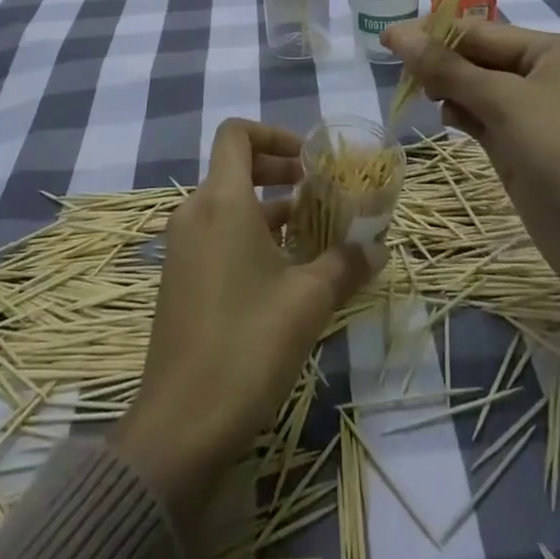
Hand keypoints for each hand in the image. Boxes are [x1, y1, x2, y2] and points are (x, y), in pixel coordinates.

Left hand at [111, 119, 372, 533]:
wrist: (181, 424)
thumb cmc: (247, 344)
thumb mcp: (308, 300)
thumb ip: (346, 263)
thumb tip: (379, 247)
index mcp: (221, 201)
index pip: (236, 134)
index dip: (274, 134)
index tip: (309, 160)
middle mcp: (195, 212)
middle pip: (234, 166)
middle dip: (277, 170)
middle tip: (317, 191)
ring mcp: (182, 247)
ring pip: (228, 204)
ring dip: (268, 208)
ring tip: (312, 234)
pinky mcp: (180, 279)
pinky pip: (216, 234)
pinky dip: (249, 235)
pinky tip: (283, 272)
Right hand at [382, 21, 559, 317]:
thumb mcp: (506, 103)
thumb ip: (447, 68)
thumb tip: (395, 33)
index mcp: (553, 50)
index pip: (481, 30)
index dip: (433, 33)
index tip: (386, 40)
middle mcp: (545, 75)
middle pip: (477, 57)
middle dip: (440, 61)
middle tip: (399, 73)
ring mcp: (534, 114)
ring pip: (476, 88)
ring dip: (447, 88)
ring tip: (419, 95)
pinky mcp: (523, 148)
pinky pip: (482, 119)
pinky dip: (461, 115)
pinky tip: (444, 118)